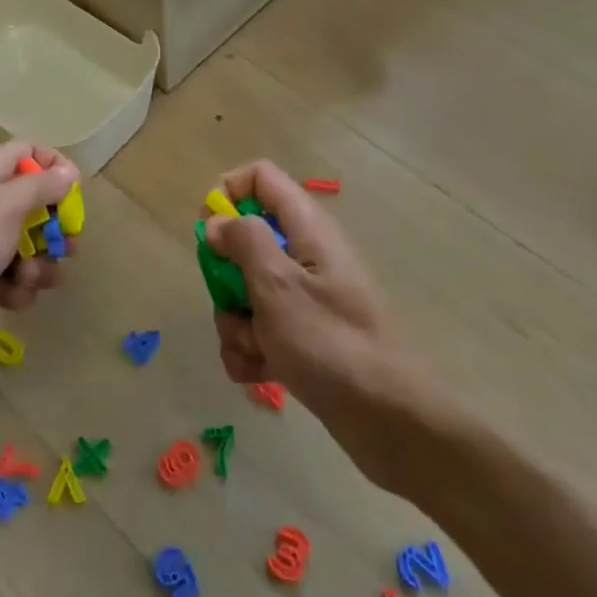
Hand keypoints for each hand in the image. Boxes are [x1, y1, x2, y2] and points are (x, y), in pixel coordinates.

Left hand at [0, 141, 78, 359]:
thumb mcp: (8, 204)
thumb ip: (42, 186)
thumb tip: (68, 171)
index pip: (30, 153)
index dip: (55, 167)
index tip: (73, 194)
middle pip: (35, 204)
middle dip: (55, 229)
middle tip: (65, 247)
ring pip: (26, 246)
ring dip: (39, 265)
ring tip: (28, 278)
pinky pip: (8, 278)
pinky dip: (15, 289)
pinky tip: (10, 299)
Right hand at [206, 162, 412, 486]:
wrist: (388, 418)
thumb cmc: (330, 342)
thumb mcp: (278, 285)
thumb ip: (244, 242)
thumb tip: (218, 221)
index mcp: (307, 229)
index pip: (262, 178)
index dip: (229, 194)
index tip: (208, 231)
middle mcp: (306, 256)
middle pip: (245, 243)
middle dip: (226, 280)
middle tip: (235, 305)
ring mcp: (305, 299)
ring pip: (246, 293)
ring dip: (236, 325)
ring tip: (256, 352)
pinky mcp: (303, 337)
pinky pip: (259, 331)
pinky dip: (251, 352)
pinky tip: (260, 374)